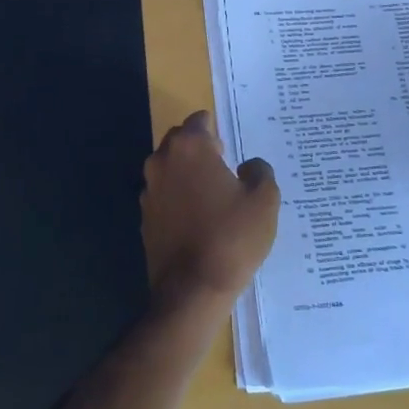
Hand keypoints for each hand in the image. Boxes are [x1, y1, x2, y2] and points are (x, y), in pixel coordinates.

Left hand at [140, 111, 280, 309]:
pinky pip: (163, 196)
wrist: (192, 288)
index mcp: (190, 148)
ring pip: (168, 168)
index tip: (230, 147)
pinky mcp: (144, 217)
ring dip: (186, 174)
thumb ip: (259, 171)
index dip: (216, 129)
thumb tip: (248, 166)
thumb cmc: (232, 237)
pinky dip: (177, 199)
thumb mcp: (264, 200)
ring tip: (212, 196)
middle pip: (180, 141)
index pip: (199, 120)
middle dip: (199, 149)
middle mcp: (162, 161)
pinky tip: (197, 219)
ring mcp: (149, 190)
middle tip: (224, 168)